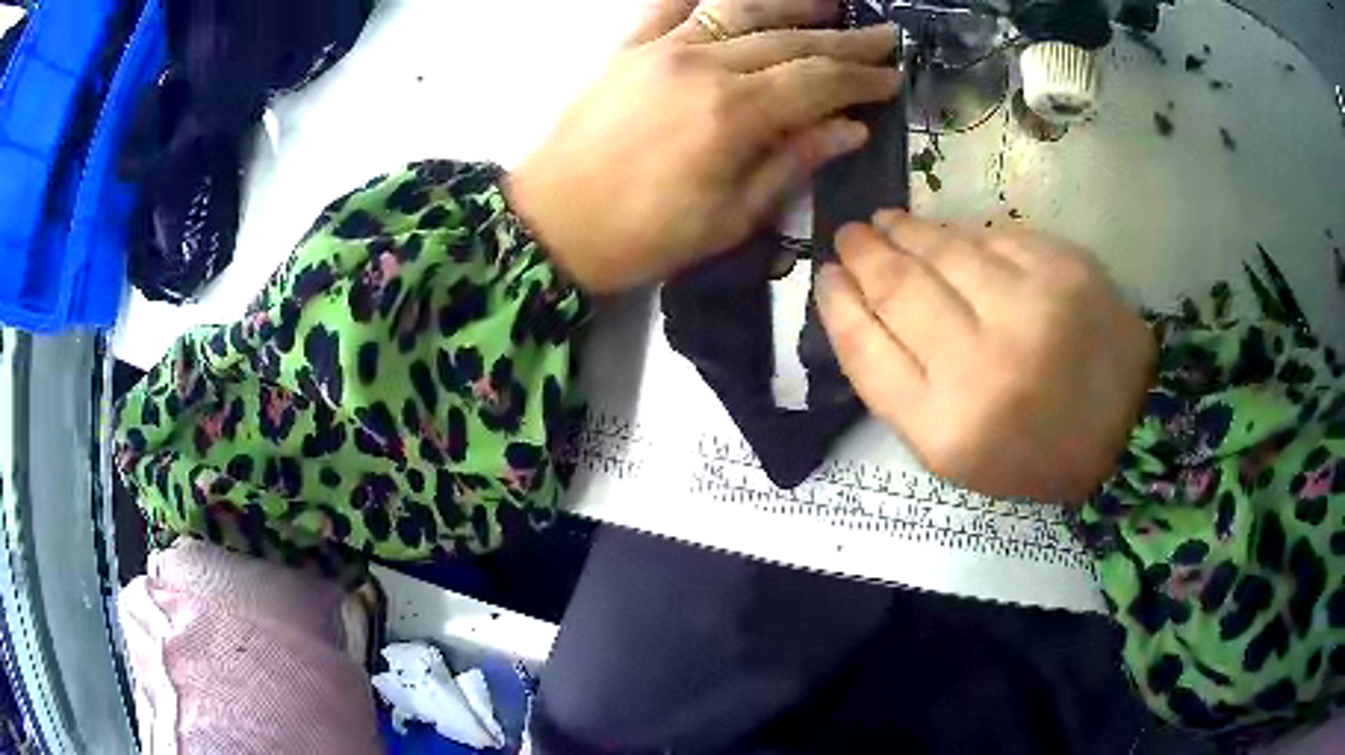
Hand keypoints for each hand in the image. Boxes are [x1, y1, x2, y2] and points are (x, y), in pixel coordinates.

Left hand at [507, 3, 901, 292]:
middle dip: (844, 38)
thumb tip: (851, 129)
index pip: (818, 81)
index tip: (894, 77)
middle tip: (884, 35)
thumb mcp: (730, 217)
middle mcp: (703, 65)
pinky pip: (672, 5)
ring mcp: (661, 48)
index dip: (862, 78)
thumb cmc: (642, 236)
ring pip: (740, 9)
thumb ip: (793, 163)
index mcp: (733, 114)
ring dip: (791, 3)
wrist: (549, 223)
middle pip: (790, 39)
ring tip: (829, 3)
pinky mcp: (628, 48)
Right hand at [818, 211, 1156, 503]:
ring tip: (885, 222)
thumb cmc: (1032, 453)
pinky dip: (960, 232)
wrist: (1125, 429)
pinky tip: (944, 232)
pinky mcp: (1063, 269)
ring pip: (944, 251)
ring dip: (905, 231)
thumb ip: (900, 388)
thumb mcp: (953, 453)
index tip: (825, 276)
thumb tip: (863, 308)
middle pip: (900, 290)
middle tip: (849, 236)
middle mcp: (984, 365)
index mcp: (947, 429)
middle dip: (864, 255)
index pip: (867, 350)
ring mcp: (1030, 308)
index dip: (838, 305)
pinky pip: (992, 237)